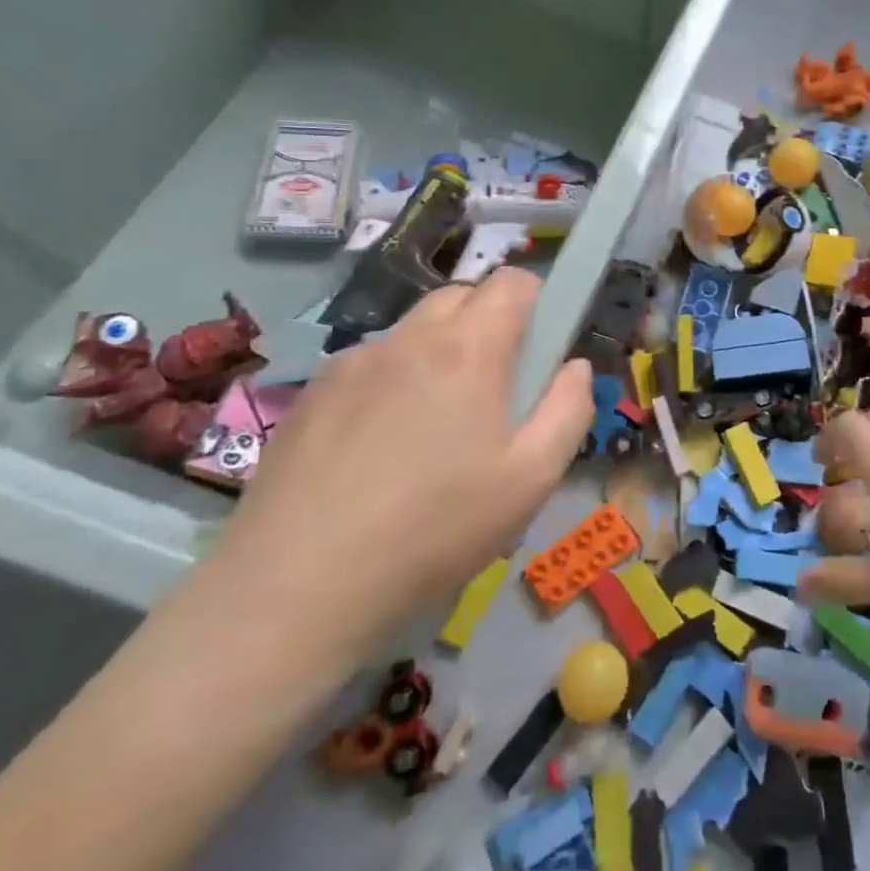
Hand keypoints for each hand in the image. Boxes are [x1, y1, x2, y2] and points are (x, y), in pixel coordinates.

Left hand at [211, 268, 593, 667]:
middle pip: (461, 297)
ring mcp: (351, 362)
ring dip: (439, 353)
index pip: (512, 282)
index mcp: (466, 348)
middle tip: (494, 392)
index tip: (540, 350)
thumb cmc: (435, 529)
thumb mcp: (532, 479)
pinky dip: (392, 382)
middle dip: (490, 325)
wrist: (296, 589)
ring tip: (433, 429)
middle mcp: (407, 338)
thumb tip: (574, 367)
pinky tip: (379, 449)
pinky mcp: (311, 394)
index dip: (538, 302)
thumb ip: (568, 409)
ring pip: (414, 331)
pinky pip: (370, 365)